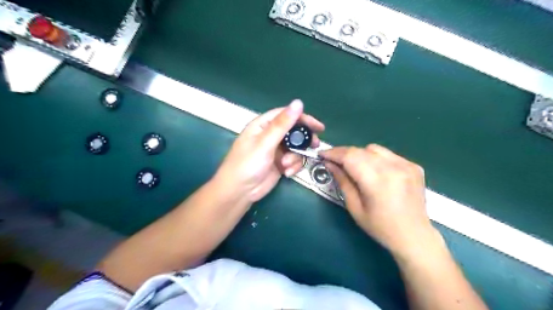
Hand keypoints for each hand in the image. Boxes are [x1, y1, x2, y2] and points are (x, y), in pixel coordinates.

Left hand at [214, 99, 324, 202]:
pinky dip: (293, 166)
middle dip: (303, 140)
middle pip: (293, 132)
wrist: (240, 192)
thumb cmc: (247, 164)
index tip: (318, 126)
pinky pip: (293, 160)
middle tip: (314, 145)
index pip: (286, 115)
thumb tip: (298, 102)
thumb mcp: (265, 143)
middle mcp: (270, 136)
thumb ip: (282, 124)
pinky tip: (286, 173)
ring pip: (295, 148)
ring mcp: (275, 150)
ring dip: (295, 157)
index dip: (303, 118)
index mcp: (263, 125)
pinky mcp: (279, 163)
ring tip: (287, 165)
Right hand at [323, 144, 438, 256]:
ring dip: (360, 154)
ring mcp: (406, 165)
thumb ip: (343, 182)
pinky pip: (388, 154)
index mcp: (377, 181)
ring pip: (374, 149)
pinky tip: (376, 171)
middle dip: (343, 153)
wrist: (414, 236)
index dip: (333, 153)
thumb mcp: (355, 207)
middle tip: (333, 161)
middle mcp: (393, 168)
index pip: (350, 157)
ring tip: (356, 167)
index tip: (322, 154)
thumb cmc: (380, 227)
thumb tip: (330, 164)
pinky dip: (376, 158)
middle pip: (360, 150)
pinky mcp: (413, 166)